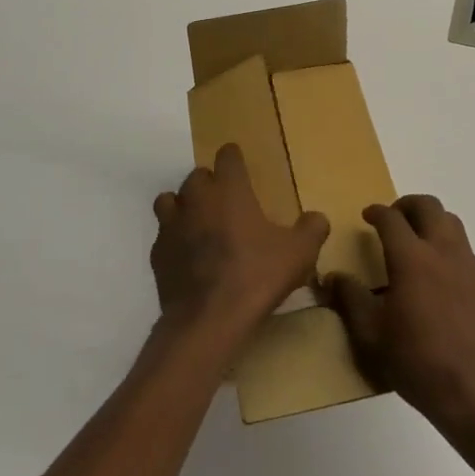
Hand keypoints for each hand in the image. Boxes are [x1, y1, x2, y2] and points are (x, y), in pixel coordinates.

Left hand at [151, 144, 329, 341]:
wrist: (207, 320)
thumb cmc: (256, 276)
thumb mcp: (299, 253)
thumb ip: (312, 229)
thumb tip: (317, 218)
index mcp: (229, 189)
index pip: (227, 155)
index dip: (234, 158)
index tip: (241, 167)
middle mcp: (197, 198)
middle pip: (197, 175)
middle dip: (211, 184)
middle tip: (227, 203)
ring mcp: (172, 225)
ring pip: (171, 200)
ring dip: (184, 205)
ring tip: (200, 223)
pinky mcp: (157, 253)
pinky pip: (163, 234)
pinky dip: (174, 238)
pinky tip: (187, 256)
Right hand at [329, 196, 474, 430]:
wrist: (473, 390)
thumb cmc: (415, 361)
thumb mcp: (370, 334)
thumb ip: (350, 298)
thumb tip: (333, 276)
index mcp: (411, 258)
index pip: (391, 218)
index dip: (376, 211)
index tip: (367, 215)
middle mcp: (442, 251)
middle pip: (428, 206)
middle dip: (407, 204)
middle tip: (393, 218)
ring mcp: (468, 265)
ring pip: (451, 221)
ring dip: (431, 220)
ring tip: (416, 240)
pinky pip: (464, 248)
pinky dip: (447, 245)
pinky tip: (438, 273)